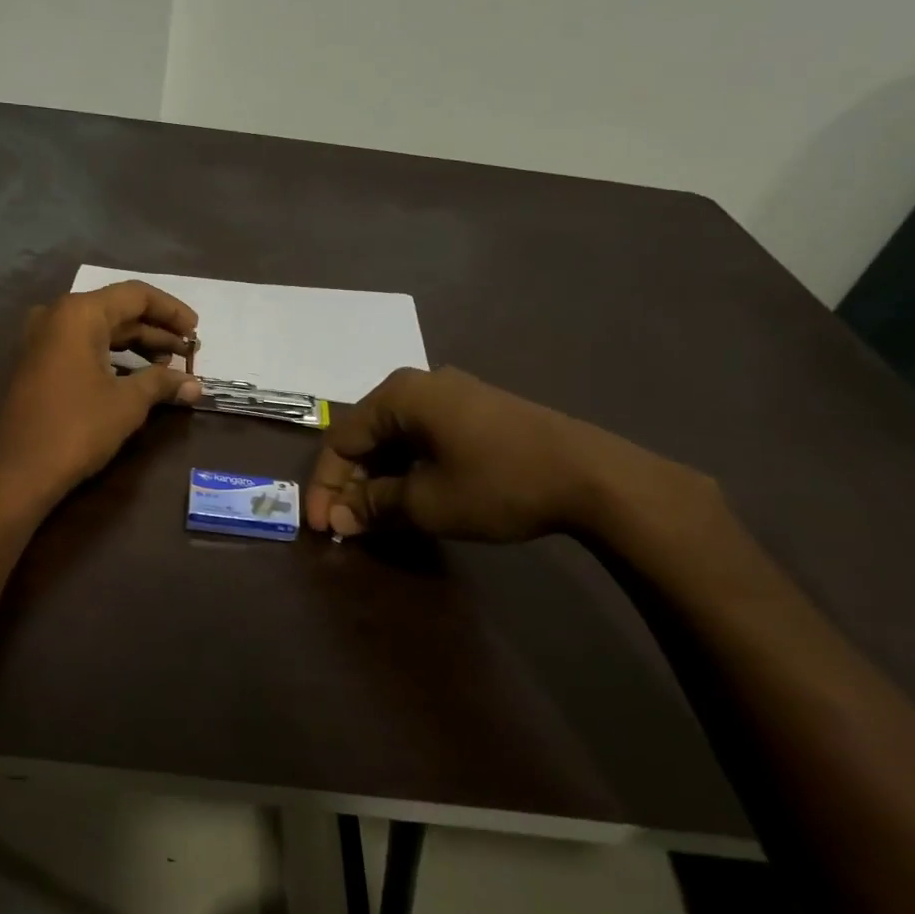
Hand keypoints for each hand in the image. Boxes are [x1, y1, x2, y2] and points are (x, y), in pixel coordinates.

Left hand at [0, 281, 201, 510]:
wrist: (20, 471)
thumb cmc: (78, 428)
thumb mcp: (128, 402)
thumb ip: (162, 383)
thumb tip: (196, 385)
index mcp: (79, 314)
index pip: (135, 295)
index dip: (171, 310)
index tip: (197, 331)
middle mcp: (57, 316)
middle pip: (117, 310)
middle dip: (156, 330)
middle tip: (188, 351)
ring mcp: (43, 340)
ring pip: (100, 331)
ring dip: (136, 345)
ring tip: (168, 366)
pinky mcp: (38, 364)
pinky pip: (83, 347)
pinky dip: (112, 356)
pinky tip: (137, 376)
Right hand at [304, 366, 689, 542]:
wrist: (592, 475)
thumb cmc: (498, 483)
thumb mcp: (427, 502)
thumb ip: (375, 505)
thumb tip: (340, 519)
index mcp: (399, 396)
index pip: (341, 440)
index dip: (326, 486)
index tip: (323, 528)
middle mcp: (420, 385)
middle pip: (366, 435)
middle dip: (351, 482)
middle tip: (347, 524)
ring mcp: (452, 395)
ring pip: (394, 437)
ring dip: (379, 478)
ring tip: (375, 517)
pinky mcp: (475, 411)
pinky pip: (422, 436)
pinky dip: (407, 467)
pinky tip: (410, 496)